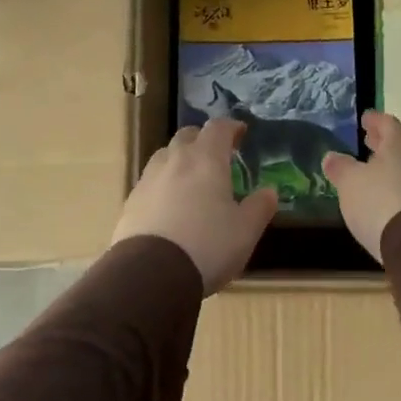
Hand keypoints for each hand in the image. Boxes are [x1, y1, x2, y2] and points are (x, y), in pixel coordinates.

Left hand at [111, 119, 276, 294]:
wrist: (150, 274)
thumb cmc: (207, 246)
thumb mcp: (245, 231)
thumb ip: (259, 207)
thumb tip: (269, 191)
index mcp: (206, 160)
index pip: (218, 128)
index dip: (230, 127)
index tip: (240, 132)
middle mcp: (174, 160)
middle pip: (187, 136)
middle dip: (202, 140)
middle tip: (216, 155)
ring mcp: (148, 180)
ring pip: (164, 157)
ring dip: (179, 160)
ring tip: (191, 180)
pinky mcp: (130, 202)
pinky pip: (150, 183)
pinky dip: (163, 185)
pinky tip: (169, 206)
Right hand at [322, 110, 400, 263]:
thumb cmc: (380, 201)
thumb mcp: (350, 182)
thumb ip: (340, 167)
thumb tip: (332, 157)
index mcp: (398, 146)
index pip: (387, 123)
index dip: (374, 120)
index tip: (365, 118)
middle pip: (398, 146)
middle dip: (381, 143)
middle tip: (367, 140)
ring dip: (387, 166)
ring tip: (370, 170)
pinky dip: (393, 187)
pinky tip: (380, 197)